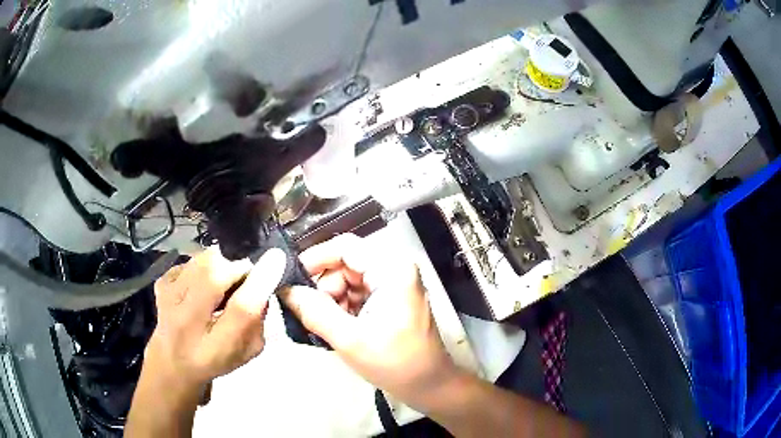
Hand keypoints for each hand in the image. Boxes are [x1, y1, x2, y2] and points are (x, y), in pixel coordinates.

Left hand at [145, 246, 286, 388]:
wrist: (173, 362)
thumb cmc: (216, 359)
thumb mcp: (248, 351)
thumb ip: (259, 320)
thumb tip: (263, 278)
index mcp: (216, 348)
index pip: (241, 310)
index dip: (260, 282)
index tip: (276, 257)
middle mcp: (187, 322)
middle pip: (214, 276)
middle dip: (238, 266)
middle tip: (245, 275)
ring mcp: (168, 299)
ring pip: (201, 261)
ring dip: (221, 263)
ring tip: (224, 280)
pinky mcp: (161, 284)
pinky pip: (189, 261)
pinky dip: (203, 266)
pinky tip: (202, 284)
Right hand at [278, 234, 458, 408]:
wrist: (430, 386)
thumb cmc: (396, 364)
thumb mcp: (350, 339)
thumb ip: (314, 312)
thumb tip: (285, 290)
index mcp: (392, 270)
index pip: (345, 247)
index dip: (314, 259)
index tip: (290, 280)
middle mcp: (395, 270)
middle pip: (346, 265)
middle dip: (324, 289)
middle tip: (309, 314)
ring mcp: (394, 285)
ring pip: (348, 281)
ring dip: (332, 302)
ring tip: (326, 328)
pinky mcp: (391, 300)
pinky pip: (358, 294)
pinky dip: (343, 309)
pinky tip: (340, 330)